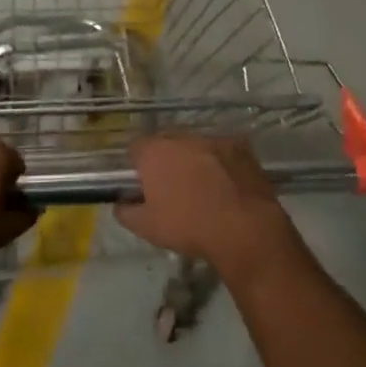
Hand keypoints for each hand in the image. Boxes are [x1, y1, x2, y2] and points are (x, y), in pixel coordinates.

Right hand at [115, 135, 298, 275]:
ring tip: (202, 186)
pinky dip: (220, 163)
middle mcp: (182, 137)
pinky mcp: (241, 147)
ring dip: (194, 159)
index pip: (135, 147)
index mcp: (154, 152)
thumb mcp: (146, 227)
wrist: (244, 229)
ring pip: (195, 145)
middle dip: (165, 159)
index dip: (137, 165)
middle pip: (166, 142)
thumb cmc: (188, 226)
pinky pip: (222, 151)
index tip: (142, 184)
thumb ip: (125, 211)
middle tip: (171, 186)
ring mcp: (214, 139)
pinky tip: (226, 185)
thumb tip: (121, 203)